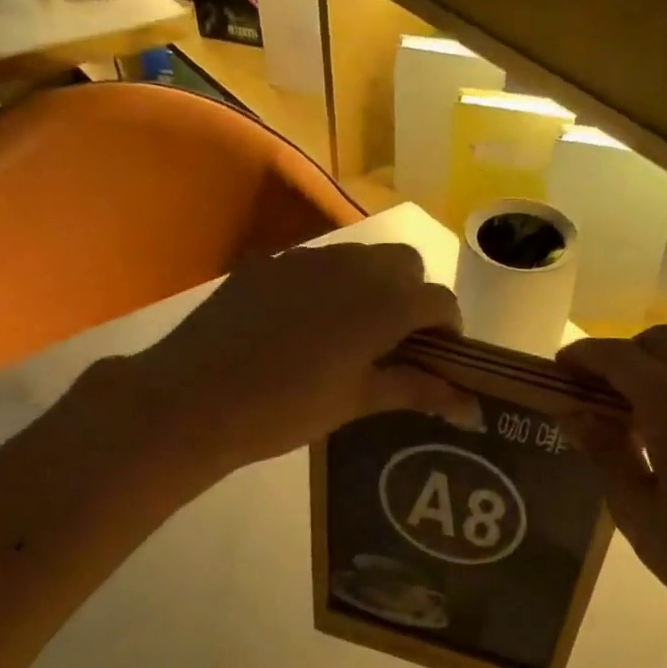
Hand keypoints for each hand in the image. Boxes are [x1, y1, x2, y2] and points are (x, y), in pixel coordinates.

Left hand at [127, 242, 476, 470]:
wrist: (194, 399)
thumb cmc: (287, 409)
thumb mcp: (357, 401)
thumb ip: (417, 391)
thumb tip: (471, 408)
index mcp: (383, 303)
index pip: (440, 301)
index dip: (450, 329)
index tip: (441, 359)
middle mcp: (352, 267)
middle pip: (405, 264)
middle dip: (414, 297)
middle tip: (398, 343)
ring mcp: (306, 259)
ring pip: (361, 258)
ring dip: (374, 286)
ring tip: (353, 333)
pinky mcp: (269, 264)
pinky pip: (317, 264)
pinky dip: (331, 286)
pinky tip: (306, 326)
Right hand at [559, 327, 666, 641]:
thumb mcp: (638, 511)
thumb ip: (604, 453)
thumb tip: (574, 413)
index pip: (619, 357)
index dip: (584, 356)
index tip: (556, 368)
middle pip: (658, 342)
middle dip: (619, 355)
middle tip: (591, 390)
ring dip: (652, 365)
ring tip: (626, 408)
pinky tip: (665, 426)